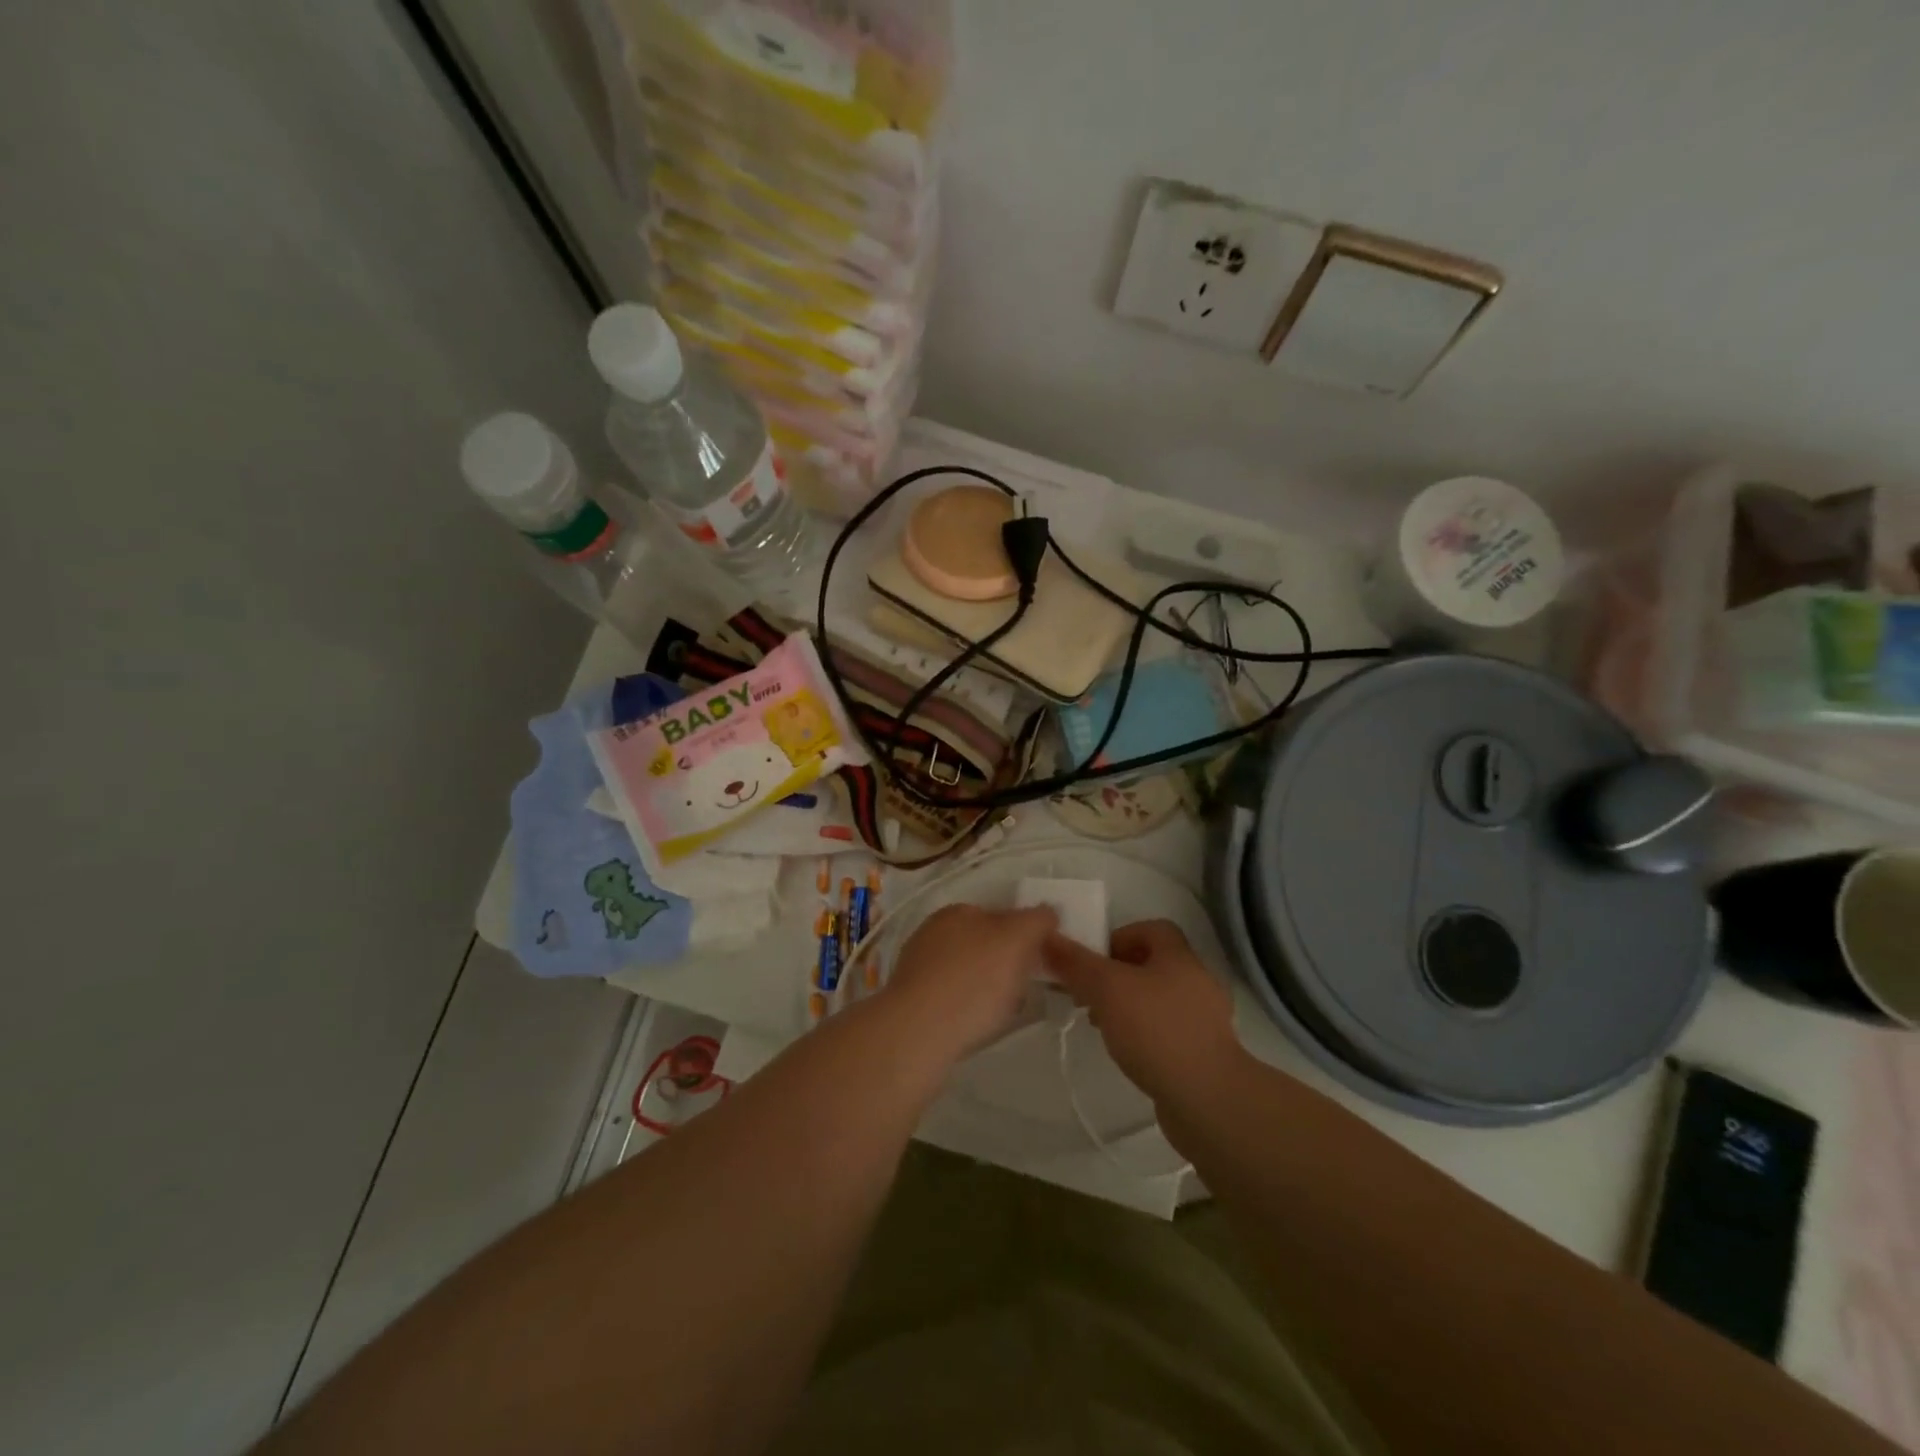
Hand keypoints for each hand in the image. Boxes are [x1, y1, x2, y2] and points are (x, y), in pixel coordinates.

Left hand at [884, 903, 1057, 1061]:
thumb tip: (1047, 912)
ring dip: (987, 986)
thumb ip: (1035, 920)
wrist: (918, 1032)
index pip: (1000, 914)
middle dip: (1005, 962)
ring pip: (967, 971)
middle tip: (1025, 988)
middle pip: (983, 943)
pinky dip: (968, 1006)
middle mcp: (933, 932)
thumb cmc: (972, 980)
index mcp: (957, 911)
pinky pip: (952, 997)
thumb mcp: (1016, 939)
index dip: (1024, 936)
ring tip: (1004, 1011)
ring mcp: (919, 966)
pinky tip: (977, 1024)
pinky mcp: (912, 1000)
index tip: (1040, 962)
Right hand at [1043, 919, 1246, 1103]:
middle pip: (1151, 964)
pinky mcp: (1203, 1053)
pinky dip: (1145, 1035)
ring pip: (1157, 1000)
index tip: (1091, 961)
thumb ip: (1075, 963)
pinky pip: (1167, 1031)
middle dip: (1116, 975)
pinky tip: (1127, 1053)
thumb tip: (1046, 936)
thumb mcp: (1106, 988)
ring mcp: (1204, 1020)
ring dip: (1128, 1006)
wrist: (1208, 1100)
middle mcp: (1197, 981)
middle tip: (1087, 994)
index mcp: (1179, 957)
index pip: (1150, 929)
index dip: (1118, 937)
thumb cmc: (1156, 1031)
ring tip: (1102, 1026)